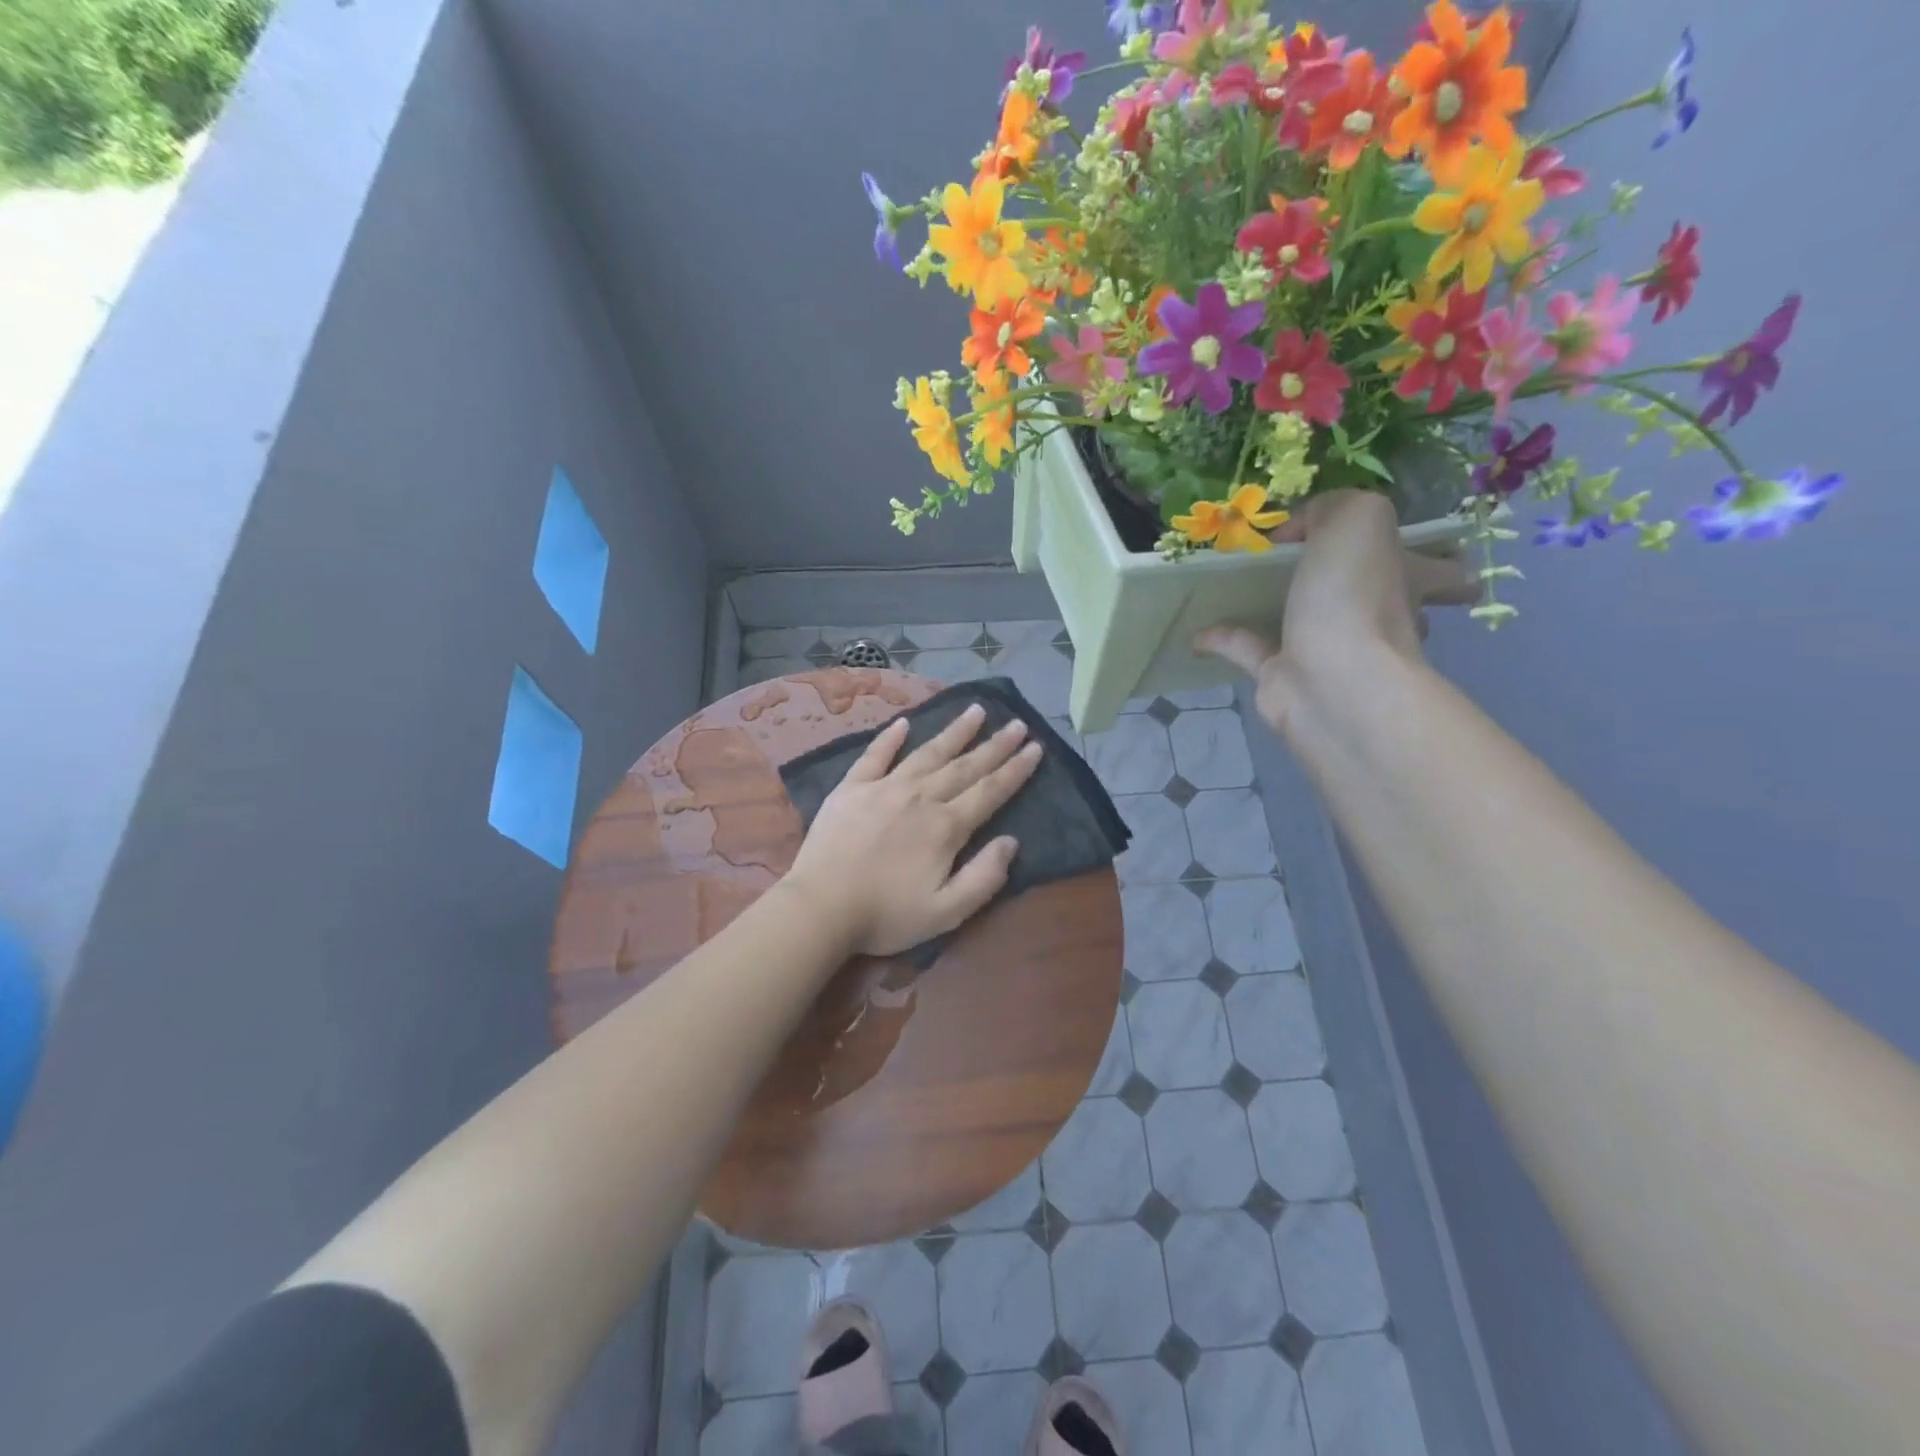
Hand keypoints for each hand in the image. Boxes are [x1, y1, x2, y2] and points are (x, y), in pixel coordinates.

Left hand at [784, 706, 1043, 957]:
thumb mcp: (946, 912)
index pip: (990, 791)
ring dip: (954, 731)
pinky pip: (875, 755)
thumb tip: (1011, 842)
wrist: (820, 908)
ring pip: (927, 752)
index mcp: (945, 827)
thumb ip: (984, 877)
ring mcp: (884, 787)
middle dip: (995, 744)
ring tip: (975, 710)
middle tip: (1017, 723)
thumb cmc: (886, 916)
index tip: (1035, 747)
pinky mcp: (851, 788)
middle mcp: (920, 797)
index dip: (1016, 769)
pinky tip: (903, 723)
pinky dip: (890, 738)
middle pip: (965, 766)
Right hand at [1197, 490, 1477, 738]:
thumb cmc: (1356, 597)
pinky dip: (1223, 637)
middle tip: (1309, 566)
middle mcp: (1376, 617)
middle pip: (1377, 600)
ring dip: (1278, 606)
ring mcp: (1329, 650)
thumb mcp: (1357, 519)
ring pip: (1307, 622)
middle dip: (1355, 585)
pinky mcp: (1283, 676)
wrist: (1331, 682)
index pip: (1441, 571)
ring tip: (1239, 585)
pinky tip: (1196, 628)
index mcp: (1407, 579)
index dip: (1434, 560)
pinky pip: (1249, 649)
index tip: (1408, 551)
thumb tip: (1296, 530)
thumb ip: (1330, 507)